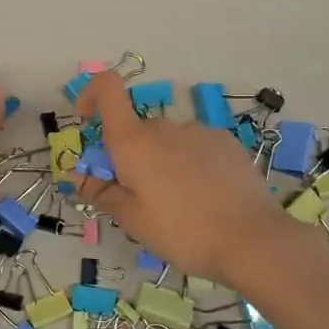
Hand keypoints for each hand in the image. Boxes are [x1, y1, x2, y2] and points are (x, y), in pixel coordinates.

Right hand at [73, 70, 291, 283]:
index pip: (107, 89)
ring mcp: (199, 131)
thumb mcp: (132, 220)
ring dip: (162, 162)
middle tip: (140, 198)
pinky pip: (195, 146)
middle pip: (136, 130)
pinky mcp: (226, 142)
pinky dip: (190, 164)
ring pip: (167, 141)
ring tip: (180, 204)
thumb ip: (102, 192)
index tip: (87, 122)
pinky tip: (207, 196)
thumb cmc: (182, 232)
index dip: (91, 94)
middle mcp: (164, 127)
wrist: (252, 240)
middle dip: (130, 156)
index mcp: (134, 142)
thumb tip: (77, 177)